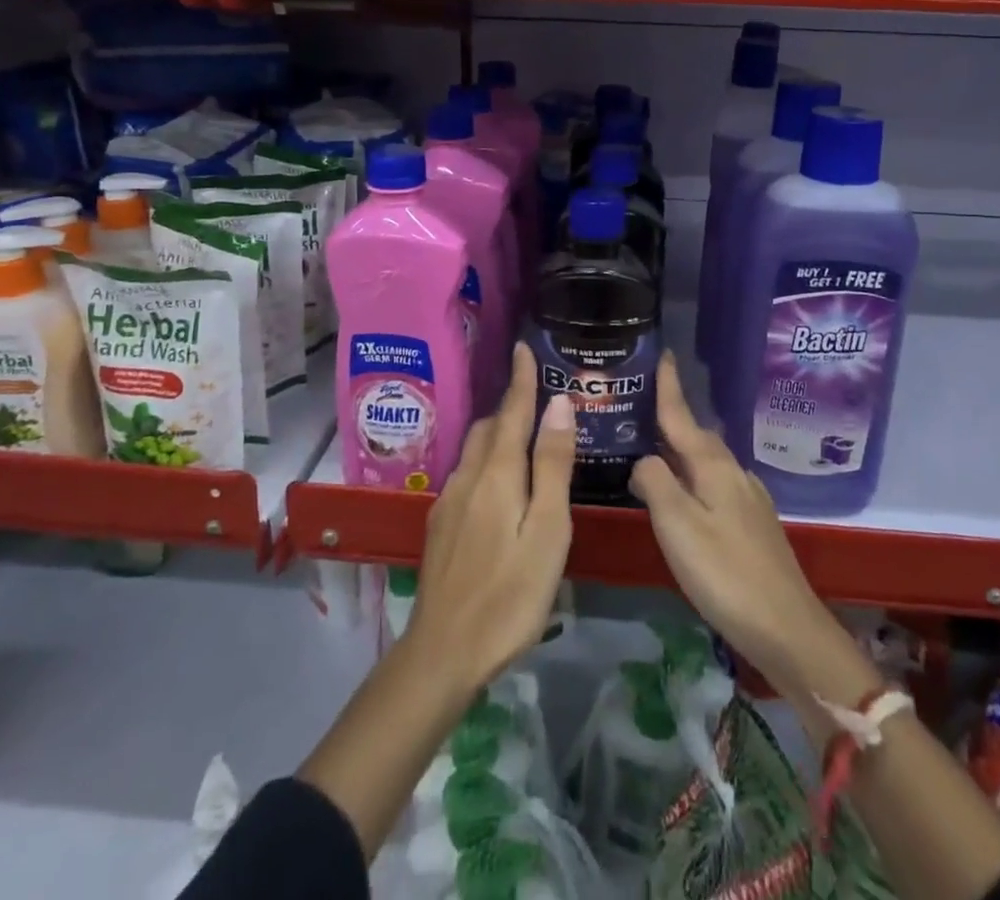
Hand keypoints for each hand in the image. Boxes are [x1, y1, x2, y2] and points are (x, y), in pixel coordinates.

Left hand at [406, 343, 575, 690]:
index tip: (524, 347)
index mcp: (498, 474)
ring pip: (476, 450)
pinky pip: (467, 473)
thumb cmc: (510, 593)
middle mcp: (468, 477)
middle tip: (537, 393)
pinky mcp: (441, 525)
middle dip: (511, 404)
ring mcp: (449, 502)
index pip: (512, 411)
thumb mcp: (548, 530)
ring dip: (498, 431)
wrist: (443, 652)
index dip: (522, 379)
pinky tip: (499, 481)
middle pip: (490, 427)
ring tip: (524, 432)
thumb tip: (558, 404)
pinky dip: (488, 459)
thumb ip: (552, 465)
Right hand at [630, 353, 847, 693]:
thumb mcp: (678, 527)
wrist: (788, 629)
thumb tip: (644, 459)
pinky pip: (714, 483)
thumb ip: (656, 483)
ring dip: (680, 448)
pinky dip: (693, 477)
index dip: (668, 386)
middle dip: (670, 418)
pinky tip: (683, 495)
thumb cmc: (726, 574)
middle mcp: (733, 472)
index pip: (682, 415)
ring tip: (651, 448)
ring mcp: (747, 498)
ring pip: (706, 460)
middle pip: (695, 435)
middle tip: (637, 407)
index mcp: (713, 466)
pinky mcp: (752, 523)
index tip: (661, 352)